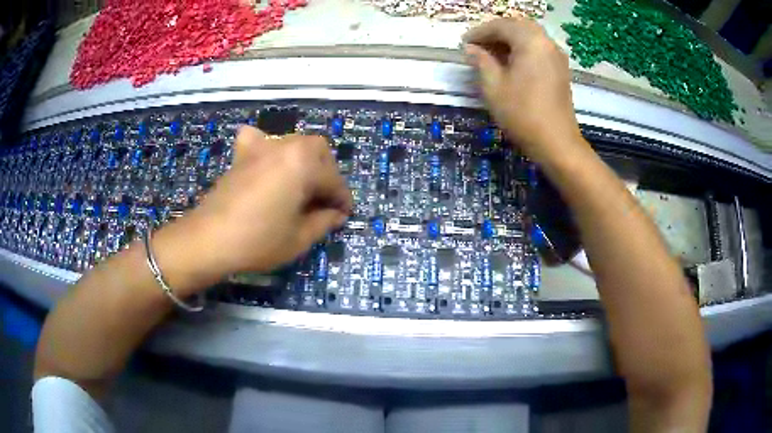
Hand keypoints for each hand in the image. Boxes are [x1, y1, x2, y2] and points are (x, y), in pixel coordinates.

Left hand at [161, 127, 351, 285]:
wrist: (210, 239)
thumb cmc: (258, 241)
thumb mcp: (299, 238)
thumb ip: (323, 222)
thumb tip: (336, 214)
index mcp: (304, 164)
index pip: (333, 180)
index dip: (342, 200)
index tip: (345, 215)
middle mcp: (285, 147)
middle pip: (318, 150)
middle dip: (326, 173)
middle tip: (323, 199)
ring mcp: (261, 147)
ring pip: (294, 142)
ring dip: (304, 159)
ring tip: (301, 183)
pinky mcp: (242, 154)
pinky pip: (259, 139)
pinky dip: (267, 146)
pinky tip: (267, 161)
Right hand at [463, 18, 583, 162]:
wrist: (556, 142)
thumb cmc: (522, 114)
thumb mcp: (493, 86)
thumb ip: (481, 61)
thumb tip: (471, 48)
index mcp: (530, 41)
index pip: (501, 26)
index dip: (479, 33)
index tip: (464, 44)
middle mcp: (546, 42)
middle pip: (517, 26)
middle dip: (496, 32)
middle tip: (478, 46)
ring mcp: (556, 55)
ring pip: (529, 35)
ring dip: (509, 40)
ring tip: (491, 54)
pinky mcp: (560, 68)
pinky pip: (539, 48)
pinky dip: (522, 48)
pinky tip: (510, 63)